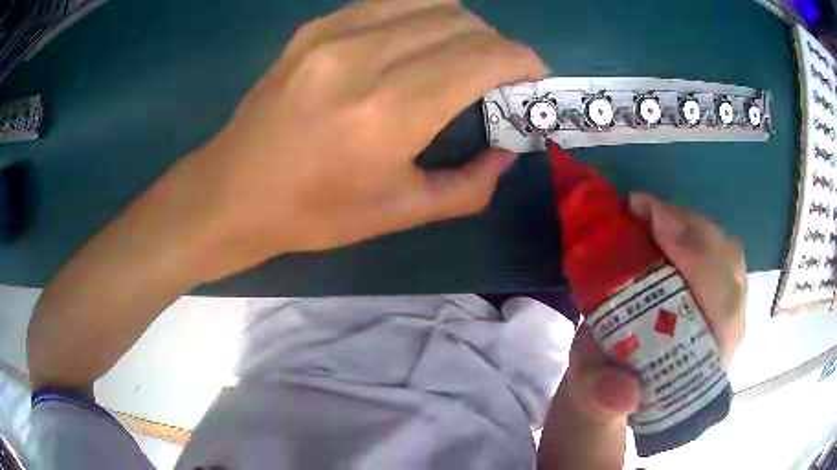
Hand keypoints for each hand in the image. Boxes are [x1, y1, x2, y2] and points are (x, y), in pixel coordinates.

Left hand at [180, 0, 545, 281]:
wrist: (233, 191)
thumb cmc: (314, 213)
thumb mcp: (401, 214)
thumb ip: (469, 185)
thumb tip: (506, 152)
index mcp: (391, 110)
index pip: (483, 55)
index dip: (521, 60)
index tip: (531, 76)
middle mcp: (365, 56)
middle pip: (462, 20)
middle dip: (495, 43)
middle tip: (496, 73)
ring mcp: (334, 33)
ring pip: (428, 0)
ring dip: (460, 24)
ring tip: (458, 54)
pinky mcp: (313, 28)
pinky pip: (388, 2)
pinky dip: (419, 16)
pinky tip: (413, 43)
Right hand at [539, 193, 745, 468]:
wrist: (619, 381)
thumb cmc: (608, 388)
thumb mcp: (594, 398)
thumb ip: (603, 397)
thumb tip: (627, 392)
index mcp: (705, 365)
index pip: (722, 307)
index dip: (698, 261)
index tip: (657, 224)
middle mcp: (726, 335)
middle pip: (729, 270)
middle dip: (692, 232)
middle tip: (646, 210)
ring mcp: (727, 310)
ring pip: (727, 254)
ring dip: (692, 225)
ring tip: (651, 212)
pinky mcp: (718, 292)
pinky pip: (718, 250)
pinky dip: (692, 228)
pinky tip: (663, 221)